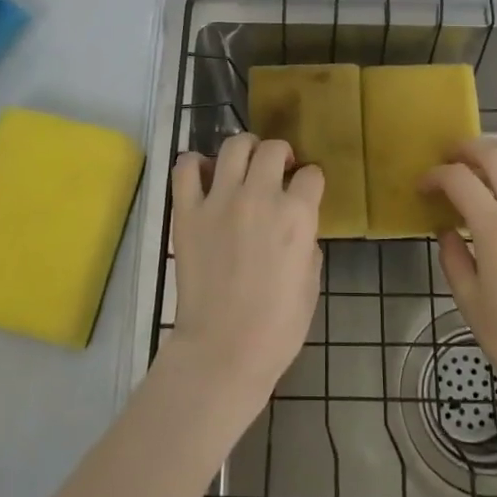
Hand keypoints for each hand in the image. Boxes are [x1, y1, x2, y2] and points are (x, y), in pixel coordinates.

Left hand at [169, 133, 322, 404]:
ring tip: (244, 166)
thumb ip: (307, 242)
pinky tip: (203, 176)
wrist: (223, 350)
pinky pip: (185, 169)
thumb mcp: (311, 282)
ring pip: (234, 146)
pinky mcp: (187, 212)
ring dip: (245, 150)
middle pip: (273, 149)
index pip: (311, 174)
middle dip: (281, 155)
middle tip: (277, 172)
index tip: (305, 192)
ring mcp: (219, 200)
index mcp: (297, 215)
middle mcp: (260, 196)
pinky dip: (194, 165)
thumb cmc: (277, 326)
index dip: (310, 182)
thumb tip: (298, 227)